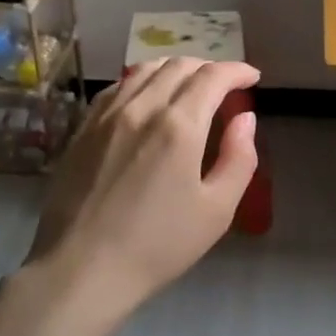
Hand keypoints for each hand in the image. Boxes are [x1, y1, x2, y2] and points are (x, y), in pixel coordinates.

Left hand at [27, 56, 260, 322]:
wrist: (83, 268)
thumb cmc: (158, 245)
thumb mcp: (217, 210)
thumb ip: (239, 158)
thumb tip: (245, 118)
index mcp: (179, 126)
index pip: (213, 77)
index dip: (237, 71)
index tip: (252, 78)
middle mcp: (141, 107)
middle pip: (179, 66)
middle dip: (209, 68)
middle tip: (225, 86)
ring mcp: (106, 116)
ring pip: (144, 70)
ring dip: (174, 69)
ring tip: (189, 86)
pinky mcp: (83, 129)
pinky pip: (117, 88)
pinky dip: (142, 82)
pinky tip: (146, 99)